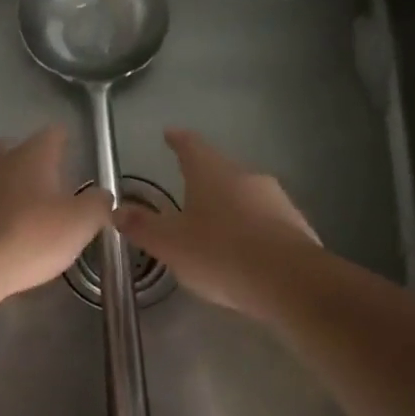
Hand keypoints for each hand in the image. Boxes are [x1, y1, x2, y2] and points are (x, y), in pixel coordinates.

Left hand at [0, 126, 108, 303]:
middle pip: (18, 149)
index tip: (73, 153)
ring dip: (10, 187)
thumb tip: (102, 195)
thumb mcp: (80, 223)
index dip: (65, 141)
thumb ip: (98, 204)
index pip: (53, 134)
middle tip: (50, 184)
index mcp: (32, 155)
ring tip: (26, 210)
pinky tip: (1, 231)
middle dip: (33, 162)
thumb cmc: (30, 237)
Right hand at [115, 129, 319, 316]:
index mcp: (212, 173)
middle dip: (204, 180)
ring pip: (245, 196)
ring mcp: (276, 200)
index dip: (178, 140)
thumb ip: (142, 227)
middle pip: (220, 171)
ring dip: (229, 207)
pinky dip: (250, 230)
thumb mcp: (170, 244)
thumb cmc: (220, 253)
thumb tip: (117, 210)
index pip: (191, 146)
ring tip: (213, 229)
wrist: (290, 282)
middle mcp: (246, 177)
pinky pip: (265, 222)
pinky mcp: (296, 226)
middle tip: (187, 192)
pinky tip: (243, 253)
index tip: (170, 134)